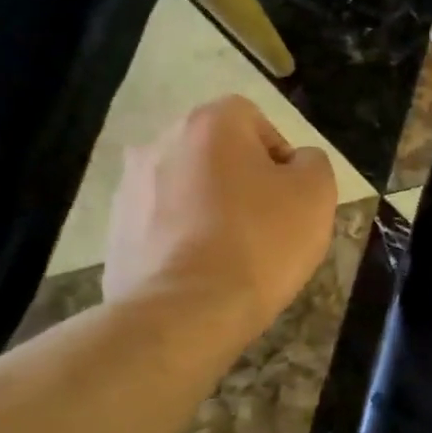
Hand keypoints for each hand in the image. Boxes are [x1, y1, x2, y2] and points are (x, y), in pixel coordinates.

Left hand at [103, 95, 336, 334]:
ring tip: (236, 252)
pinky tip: (205, 270)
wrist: (185, 312)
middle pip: (217, 153)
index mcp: (209, 124)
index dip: (279, 155)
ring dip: (212, 208)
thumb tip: (294, 164)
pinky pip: (165, 223)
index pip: (253, 119)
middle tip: (269, 222)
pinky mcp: (115, 232)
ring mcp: (129, 188)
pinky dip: (185, 238)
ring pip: (189, 187)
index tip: (290, 195)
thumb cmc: (261, 241)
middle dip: (243, 180)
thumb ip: (312, 162)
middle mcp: (160, 143)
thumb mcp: (316, 193)